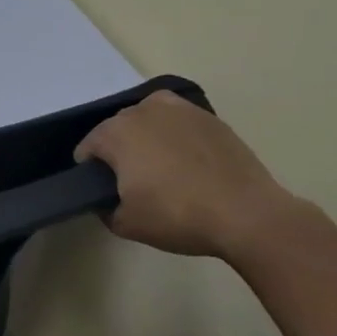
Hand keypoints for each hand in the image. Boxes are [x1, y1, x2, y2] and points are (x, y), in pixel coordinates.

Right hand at [74, 90, 303, 257]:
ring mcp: (176, 110)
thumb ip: (105, 209)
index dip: (93, 172)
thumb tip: (107, 201)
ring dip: (147, 137)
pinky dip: (177, 132)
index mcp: (113, 134)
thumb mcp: (127, 225)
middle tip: (139, 183)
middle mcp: (139, 112)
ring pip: (147, 119)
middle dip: (121, 152)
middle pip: (116, 130)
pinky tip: (190, 157)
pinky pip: (178, 119)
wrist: (249, 216)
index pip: (87, 150)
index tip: (109, 192)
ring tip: (166, 167)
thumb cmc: (179, 217)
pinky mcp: (207, 116)